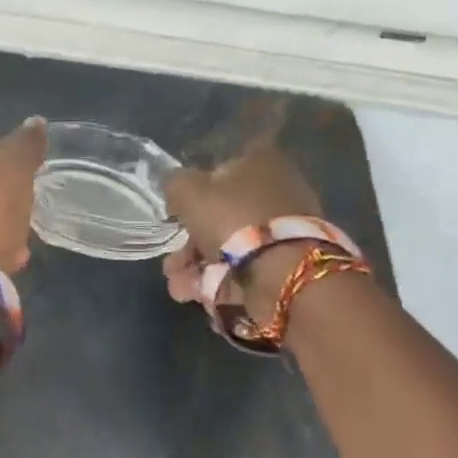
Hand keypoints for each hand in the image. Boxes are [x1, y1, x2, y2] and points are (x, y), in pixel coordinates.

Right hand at [162, 143, 321, 313]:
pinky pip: (245, 268)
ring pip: (230, 245)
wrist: (283, 272)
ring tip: (177, 287)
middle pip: (222, 213)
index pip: (222, 166)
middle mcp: (276, 190)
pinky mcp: (286, 263)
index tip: (176, 211)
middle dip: (189, 242)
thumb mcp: (189, 192)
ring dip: (196, 266)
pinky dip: (218, 282)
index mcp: (260, 162)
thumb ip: (175, 184)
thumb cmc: (234, 219)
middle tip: (171, 263)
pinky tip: (193, 295)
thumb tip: (176, 188)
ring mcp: (283, 230)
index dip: (195, 188)